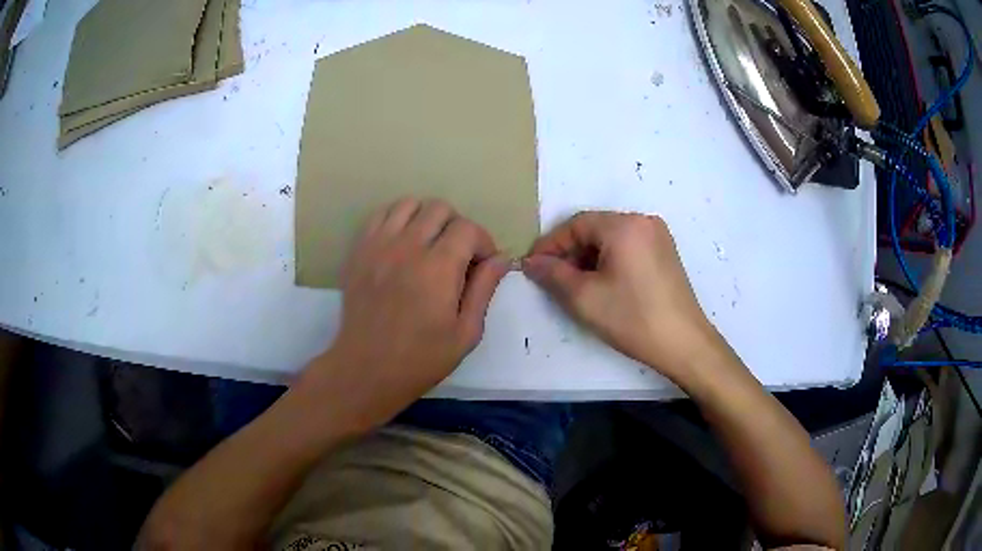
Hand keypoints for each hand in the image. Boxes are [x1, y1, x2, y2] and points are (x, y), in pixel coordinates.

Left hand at [296, 198, 509, 432]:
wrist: (366, 368)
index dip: (483, 243)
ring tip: (429, 245)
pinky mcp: (359, 250)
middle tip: (457, 256)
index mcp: (438, 267)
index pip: (468, 228)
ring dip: (426, 218)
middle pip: (440, 208)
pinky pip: (380, 215)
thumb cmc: (421, 358)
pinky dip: (397, 220)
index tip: (482, 266)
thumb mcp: (466, 332)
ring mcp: (378, 245)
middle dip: (457, 227)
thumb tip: (501, 258)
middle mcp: (407, 245)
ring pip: (409, 204)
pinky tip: (402, 243)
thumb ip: (484, 289)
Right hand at [523, 212, 722, 381]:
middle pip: (595, 229)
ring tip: (575, 286)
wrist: (683, 344)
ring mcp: (658, 237)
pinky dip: (609, 262)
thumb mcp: (584, 298)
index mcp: (624, 225)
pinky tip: (602, 285)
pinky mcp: (665, 253)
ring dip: (589, 258)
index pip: (576, 224)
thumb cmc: (632, 318)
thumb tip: (531, 262)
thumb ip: (552, 274)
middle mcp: (644, 221)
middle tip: (553, 279)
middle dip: (570, 253)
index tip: (533, 266)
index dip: (551, 245)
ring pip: (611, 240)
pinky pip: (628, 248)